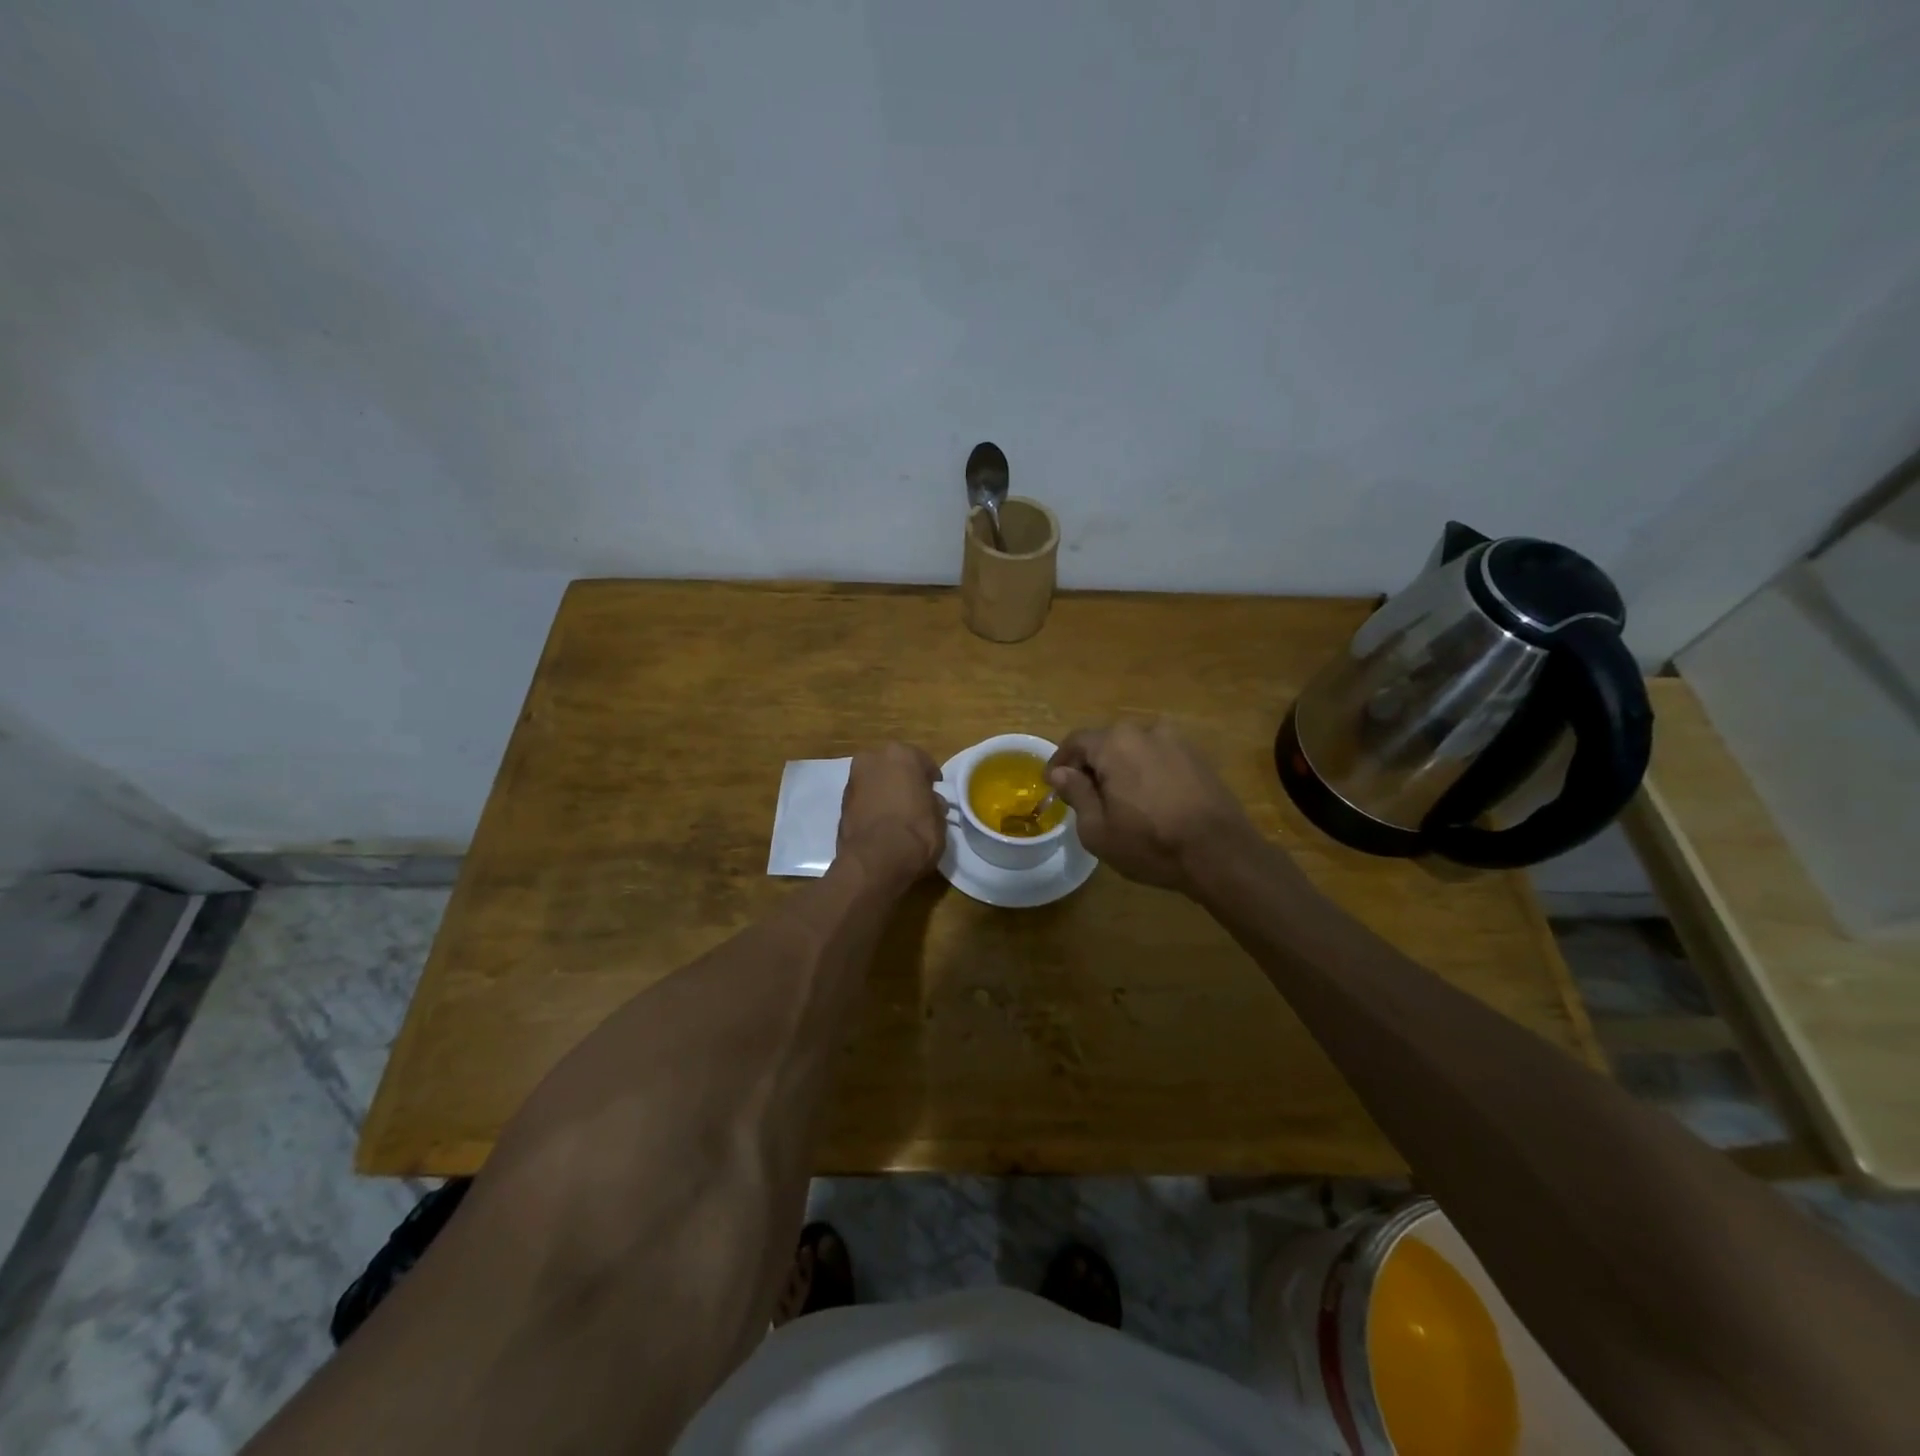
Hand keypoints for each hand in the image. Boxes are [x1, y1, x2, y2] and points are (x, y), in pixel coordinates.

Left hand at [836, 743, 945, 890]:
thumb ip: (933, 803)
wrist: (875, 860)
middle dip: (902, 780)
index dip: (930, 780)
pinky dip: (871, 807)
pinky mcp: (840, 803)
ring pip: (875, 781)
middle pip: (893, 767)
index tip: (934, 794)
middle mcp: (873, 759)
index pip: (922, 762)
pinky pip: (863, 799)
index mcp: (901, 754)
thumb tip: (931, 802)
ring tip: (896, 816)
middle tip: (914, 801)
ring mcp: (853, 780)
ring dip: (884, 792)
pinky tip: (880, 825)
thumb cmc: (916, 832)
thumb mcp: (939, 818)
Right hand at [1047, 721, 1258, 891]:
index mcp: (1115, 743)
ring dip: (1121, 767)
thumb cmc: (1150, 844)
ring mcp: (1176, 740)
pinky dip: (1147, 771)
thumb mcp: (1097, 829)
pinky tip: (1150, 800)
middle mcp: (1145, 730)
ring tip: (1120, 799)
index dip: (1060, 761)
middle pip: (1107, 742)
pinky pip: (1160, 757)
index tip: (1052, 783)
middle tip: (1085, 795)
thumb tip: (1060, 772)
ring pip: (1135, 748)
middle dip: (1091, 765)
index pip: (1076, 741)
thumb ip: (1076, 793)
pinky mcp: (1198, 756)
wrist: (1221, 853)